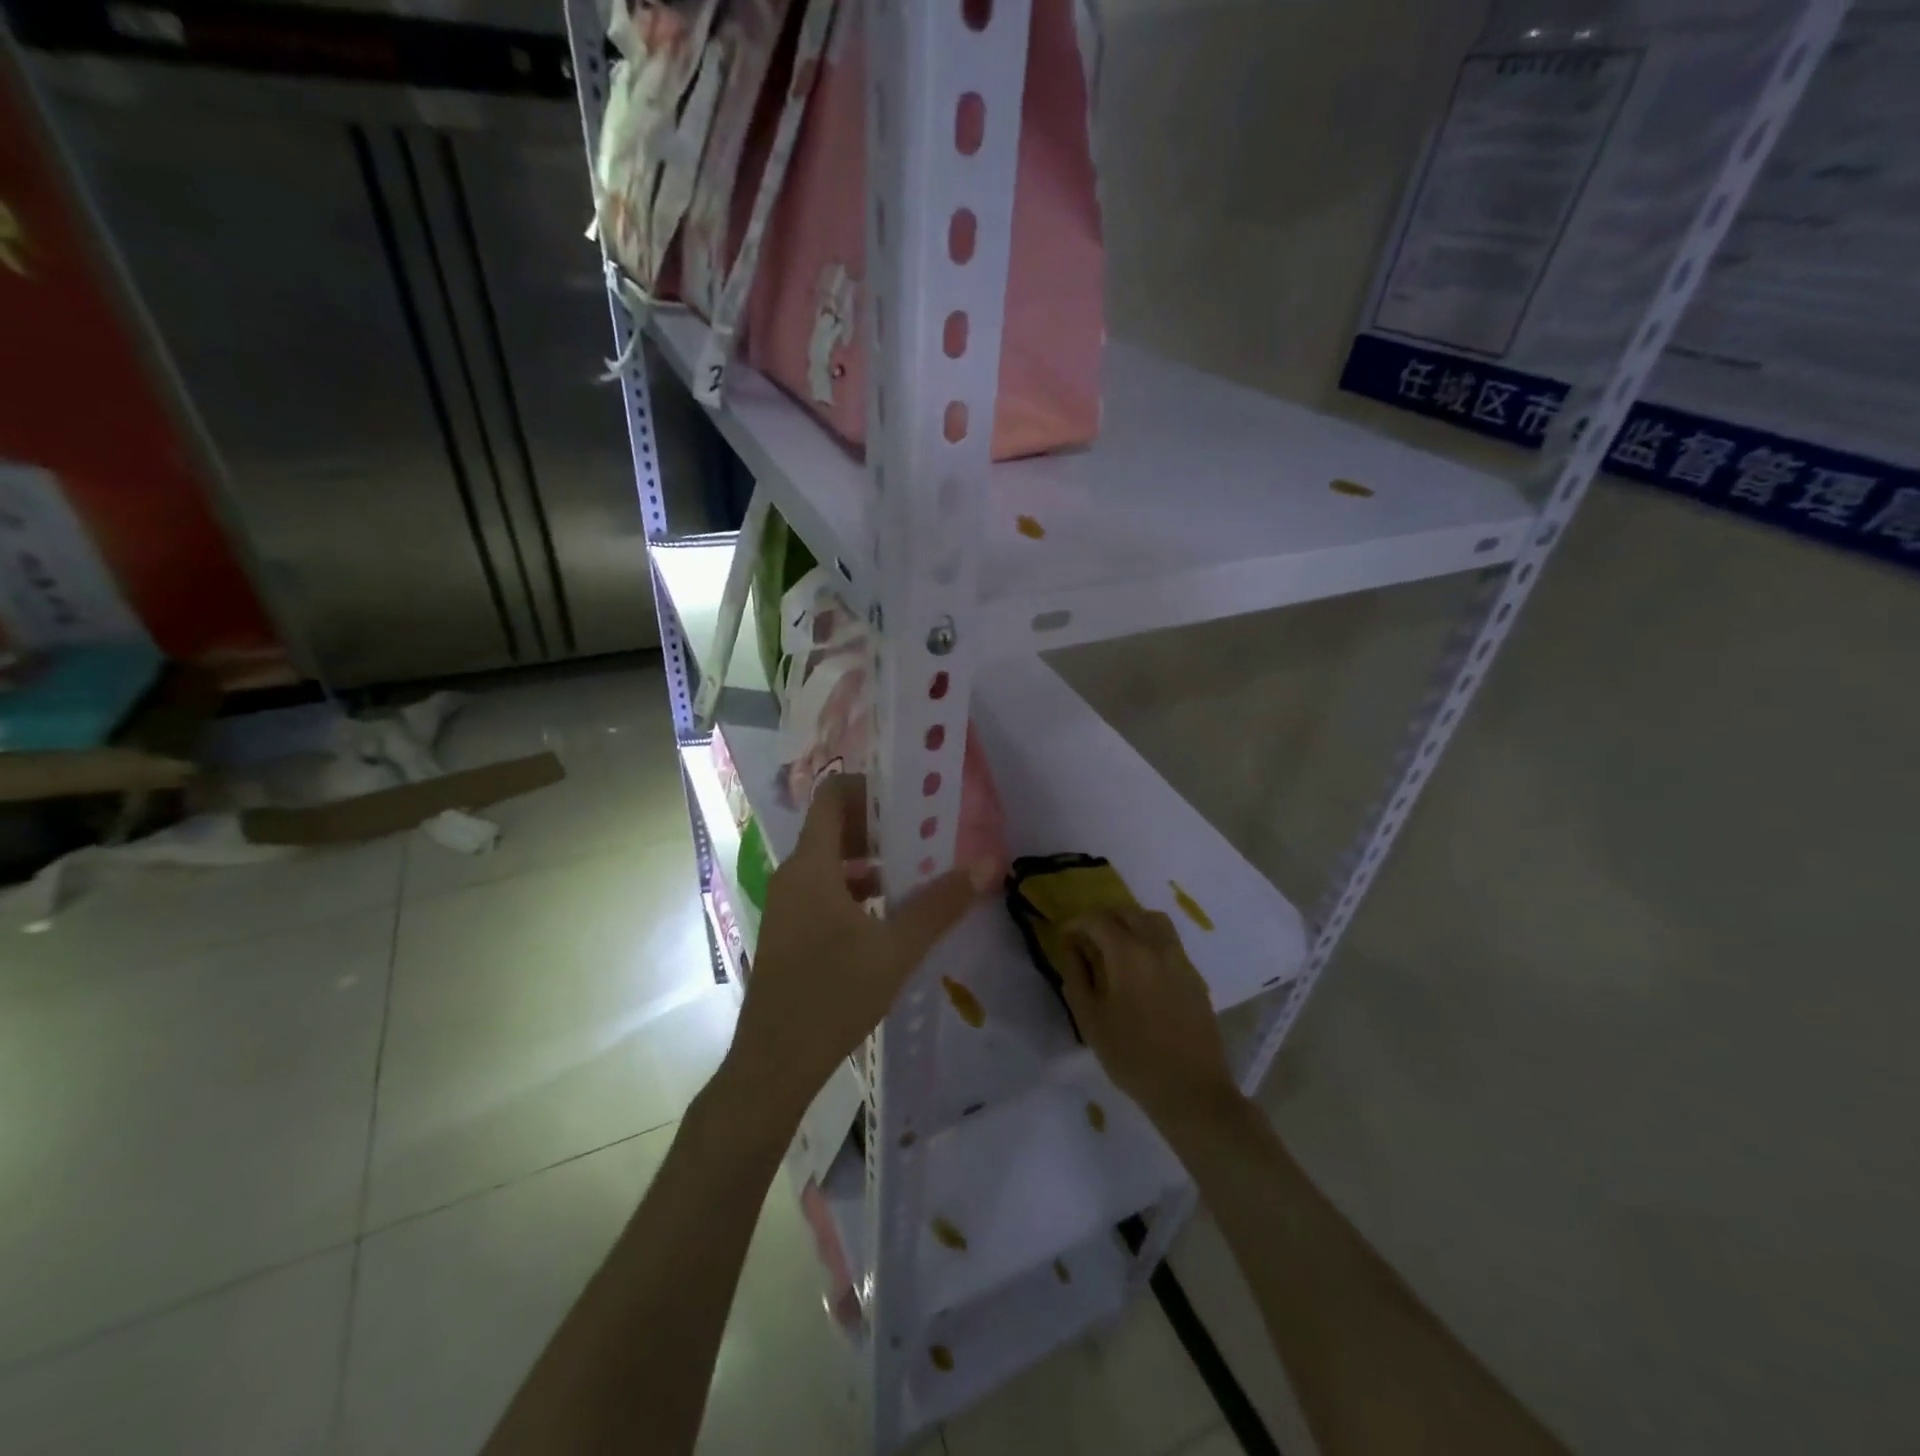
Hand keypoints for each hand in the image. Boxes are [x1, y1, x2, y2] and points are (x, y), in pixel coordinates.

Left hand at [727, 775, 999, 1117]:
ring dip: (871, 859)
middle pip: (834, 827)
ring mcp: (788, 904)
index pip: (833, 796)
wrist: (774, 1063)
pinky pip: (824, 890)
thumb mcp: (897, 949)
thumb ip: (941, 904)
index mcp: (811, 865)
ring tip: (917, 870)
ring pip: (831, 862)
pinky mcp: (790, 931)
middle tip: (926, 833)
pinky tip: (889, 913)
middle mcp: (793, 875)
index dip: (870, 786)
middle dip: (880, 825)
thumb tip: (986, 863)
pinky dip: (857, 888)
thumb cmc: (833, 995)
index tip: (911, 797)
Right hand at [1059, 908, 1240, 1128]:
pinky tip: (1140, 969)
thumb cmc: (1132, 1056)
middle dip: (1103, 919)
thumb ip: (1076, 975)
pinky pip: (1169, 942)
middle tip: (1087, 940)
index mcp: (1128, 954)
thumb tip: (1071, 947)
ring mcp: (1181, 959)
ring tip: (1115, 947)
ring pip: (1153, 921)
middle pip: (1127, 912)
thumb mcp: (1090, 1019)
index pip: (1097, 920)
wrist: (1191, 1089)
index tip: (1065, 939)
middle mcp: (1157, 946)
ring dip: (1130, 923)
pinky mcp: (1195, 976)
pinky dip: (1149, 940)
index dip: (1076, 924)